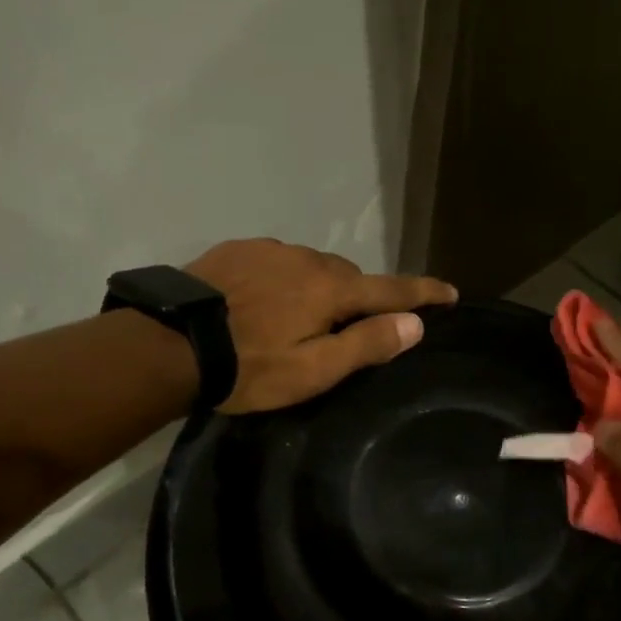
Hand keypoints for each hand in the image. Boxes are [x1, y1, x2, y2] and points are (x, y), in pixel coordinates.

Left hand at [184, 239, 456, 413]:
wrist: (170, 342)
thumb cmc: (249, 367)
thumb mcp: (313, 370)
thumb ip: (365, 345)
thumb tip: (415, 324)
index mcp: (332, 290)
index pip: (392, 289)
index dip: (423, 293)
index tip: (450, 292)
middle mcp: (307, 259)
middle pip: (351, 277)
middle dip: (360, 298)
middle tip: (350, 329)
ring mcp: (270, 250)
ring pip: (313, 267)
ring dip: (320, 288)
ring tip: (301, 319)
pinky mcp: (238, 250)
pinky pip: (278, 262)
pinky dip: (286, 279)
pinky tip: (264, 301)